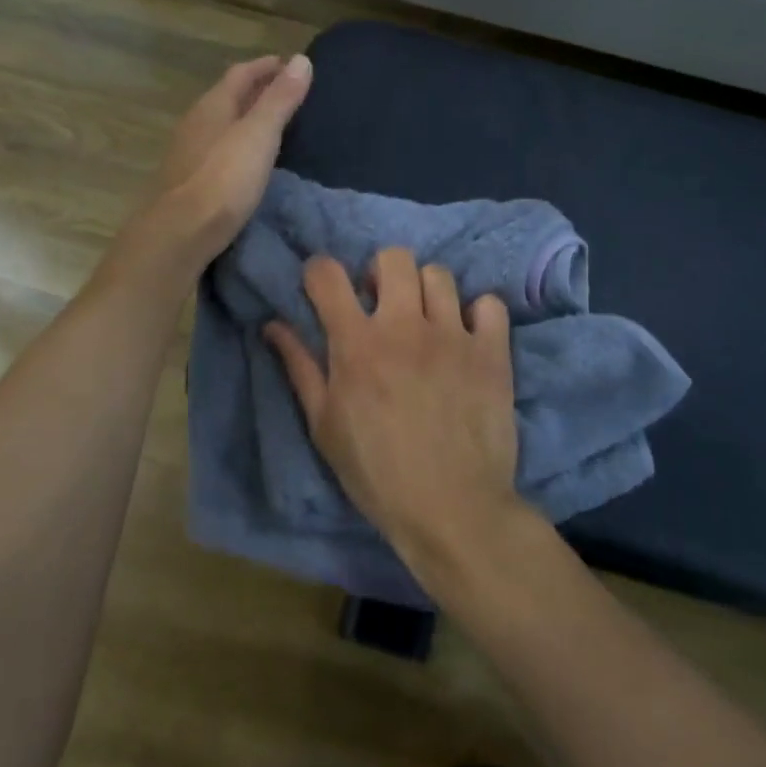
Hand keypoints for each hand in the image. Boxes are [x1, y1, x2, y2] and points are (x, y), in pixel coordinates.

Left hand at [136, 54, 312, 270]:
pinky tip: (249, 161)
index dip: (266, 67)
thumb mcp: (259, 135)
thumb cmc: (223, 180)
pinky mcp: (189, 181)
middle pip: (229, 97)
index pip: (241, 73)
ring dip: (246, 119)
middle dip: (257, 91)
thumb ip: (280, 99)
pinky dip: (238, 145)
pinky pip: (218, 150)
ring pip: (222, 124)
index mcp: (212, 106)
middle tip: (288, 94)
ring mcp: (188, 153)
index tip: (291, 65)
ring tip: (274, 126)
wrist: (179, 233)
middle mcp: (196, 123)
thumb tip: (301, 59)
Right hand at [265, 248, 521, 577]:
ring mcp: (453, 335)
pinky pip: (489, 304)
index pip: (327, 274)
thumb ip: (299, 367)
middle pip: (393, 257)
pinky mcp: (492, 352)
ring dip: (426, 292)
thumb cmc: (377, 473)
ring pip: (440, 274)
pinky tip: (469, 338)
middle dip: (380, 272)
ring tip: (426, 322)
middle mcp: (404, 326)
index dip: (318, 273)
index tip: (323, 289)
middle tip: (382, 305)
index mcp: (356, 344)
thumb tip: (273, 324)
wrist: (452, 509)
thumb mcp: (324, 425)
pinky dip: (478, 314)